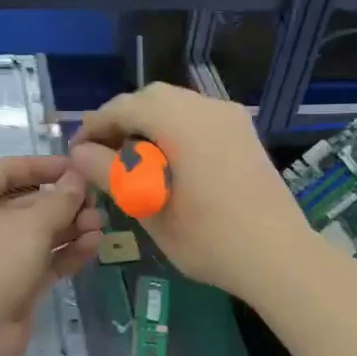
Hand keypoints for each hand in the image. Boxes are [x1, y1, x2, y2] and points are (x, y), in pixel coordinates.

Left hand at [0, 155, 105, 355]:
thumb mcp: (31, 225)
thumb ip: (60, 200)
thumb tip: (78, 179)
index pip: (7, 170)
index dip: (42, 166)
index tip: (76, 167)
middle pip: (28, 203)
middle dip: (64, 202)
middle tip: (97, 203)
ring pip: (39, 234)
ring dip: (70, 228)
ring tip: (100, 227)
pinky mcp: (15, 284)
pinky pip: (44, 260)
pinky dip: (66, 253)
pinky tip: (93, 246)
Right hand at [67, 83, 312, 301]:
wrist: (279, 257)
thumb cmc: (209, 240)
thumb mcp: (150, 209)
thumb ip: (111, 174)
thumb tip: (79, 153)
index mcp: (183, 123)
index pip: (125, 107)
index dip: (95, 126)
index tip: (77, 152)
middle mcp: (209, 109)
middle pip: (152, 98)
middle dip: (122, 120)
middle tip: (101, 155)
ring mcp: (231, 119)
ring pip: (177, 105)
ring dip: (148, 124)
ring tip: (130, 162)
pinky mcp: (244, 134)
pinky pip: (199, 117)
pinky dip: (174, 130)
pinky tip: (165, 163)